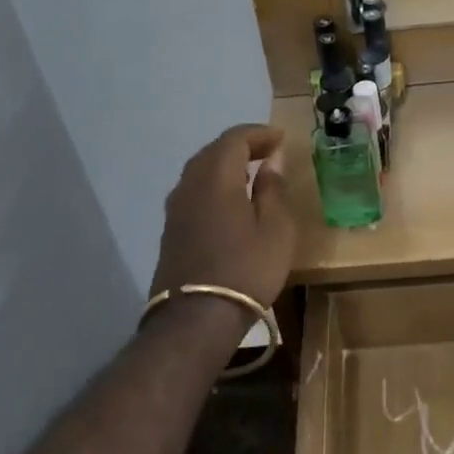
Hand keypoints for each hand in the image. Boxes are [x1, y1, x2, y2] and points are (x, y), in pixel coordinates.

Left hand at [150, 125, 294, 311]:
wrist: (196, 319)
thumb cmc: (246, 269)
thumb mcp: (275, 228)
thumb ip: (273, 188)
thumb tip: (272, 160)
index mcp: (217, 177)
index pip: (235, 138)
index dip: (259, 134)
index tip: (281, 139)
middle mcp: (190, 184)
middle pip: (214, 150)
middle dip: (242, 146)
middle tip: (269, 153)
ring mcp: (176, 207)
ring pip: (200, 170)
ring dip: (226, 165)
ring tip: (252, 174)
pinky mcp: (171, 229)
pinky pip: (194, 190)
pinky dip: (214, 184)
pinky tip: (230, 200)